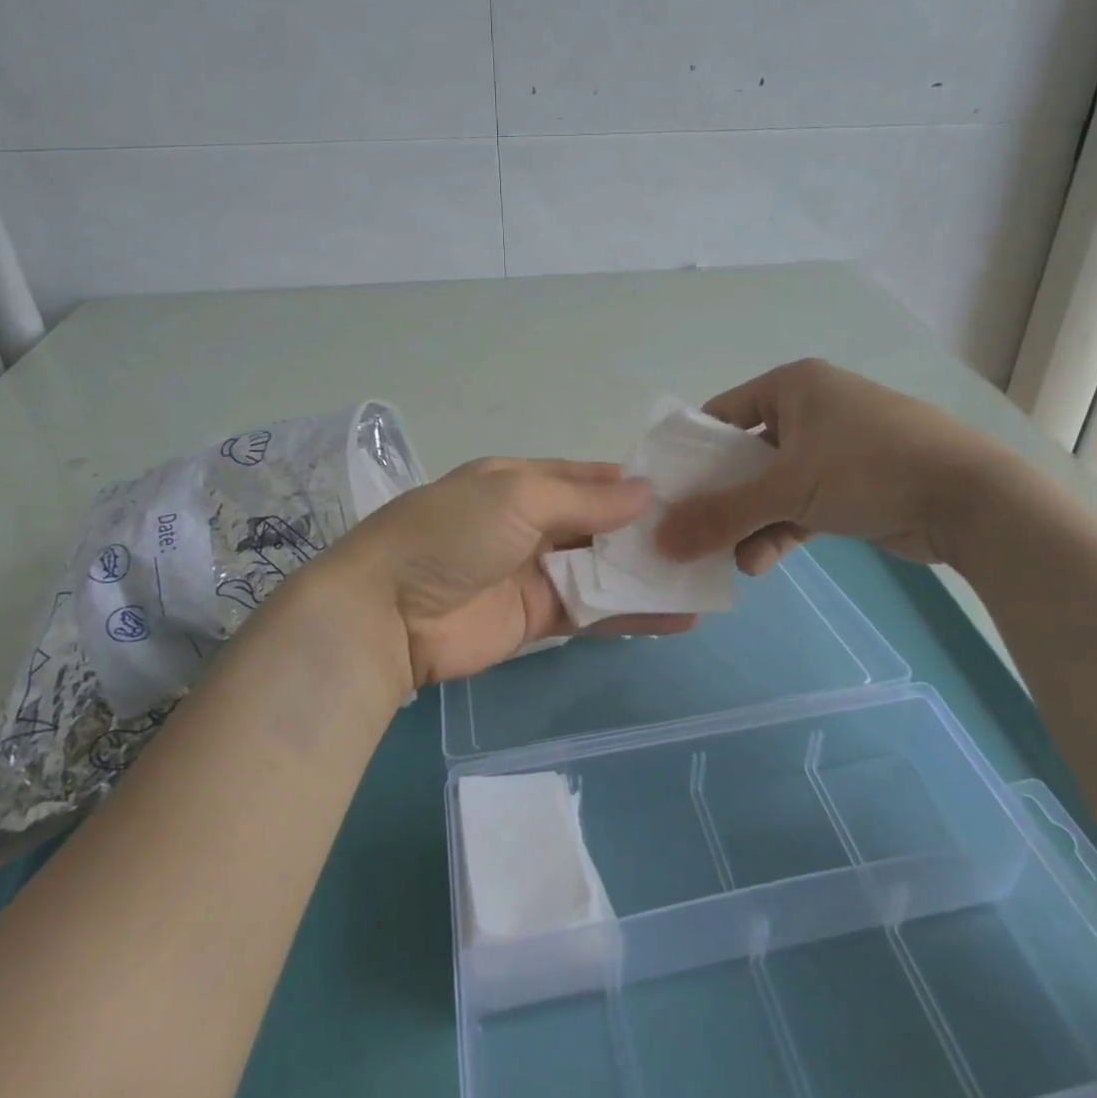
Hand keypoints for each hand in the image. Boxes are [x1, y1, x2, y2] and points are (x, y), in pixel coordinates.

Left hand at [331, 457, 696, 689]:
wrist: (387, 612)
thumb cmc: (452, 533)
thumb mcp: (518, 495)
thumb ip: (585, 499)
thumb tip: (646, 493)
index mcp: (521, 482)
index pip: (587, 477)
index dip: (632, 484)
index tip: (687, 490)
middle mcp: (531, 523)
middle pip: (601, 524)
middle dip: (648, 530)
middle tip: (709, 535)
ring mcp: (535, 573)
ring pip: (603, 569)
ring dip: (648, 573)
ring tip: (706, 575)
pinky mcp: (538, 619)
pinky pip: (594, 612)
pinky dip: (633, 614)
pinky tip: (681, 616)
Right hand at [655, 359, 1002, 572]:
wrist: (970, 499)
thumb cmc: (868, 467)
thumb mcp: (786, 488)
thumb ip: (721, 515)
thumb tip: (662, 541)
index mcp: (792, 386)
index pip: (723, 413)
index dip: (692, 451)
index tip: (667, 490)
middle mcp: (811, 410)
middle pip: (745, 455)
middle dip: (720, 497)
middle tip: (689, 531)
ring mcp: (834, 449)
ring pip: (772, 487)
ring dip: (749, 522)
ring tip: (728, 559)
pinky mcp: (852, 487)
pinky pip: (800, 507)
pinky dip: (779, 532)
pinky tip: (759, 563)